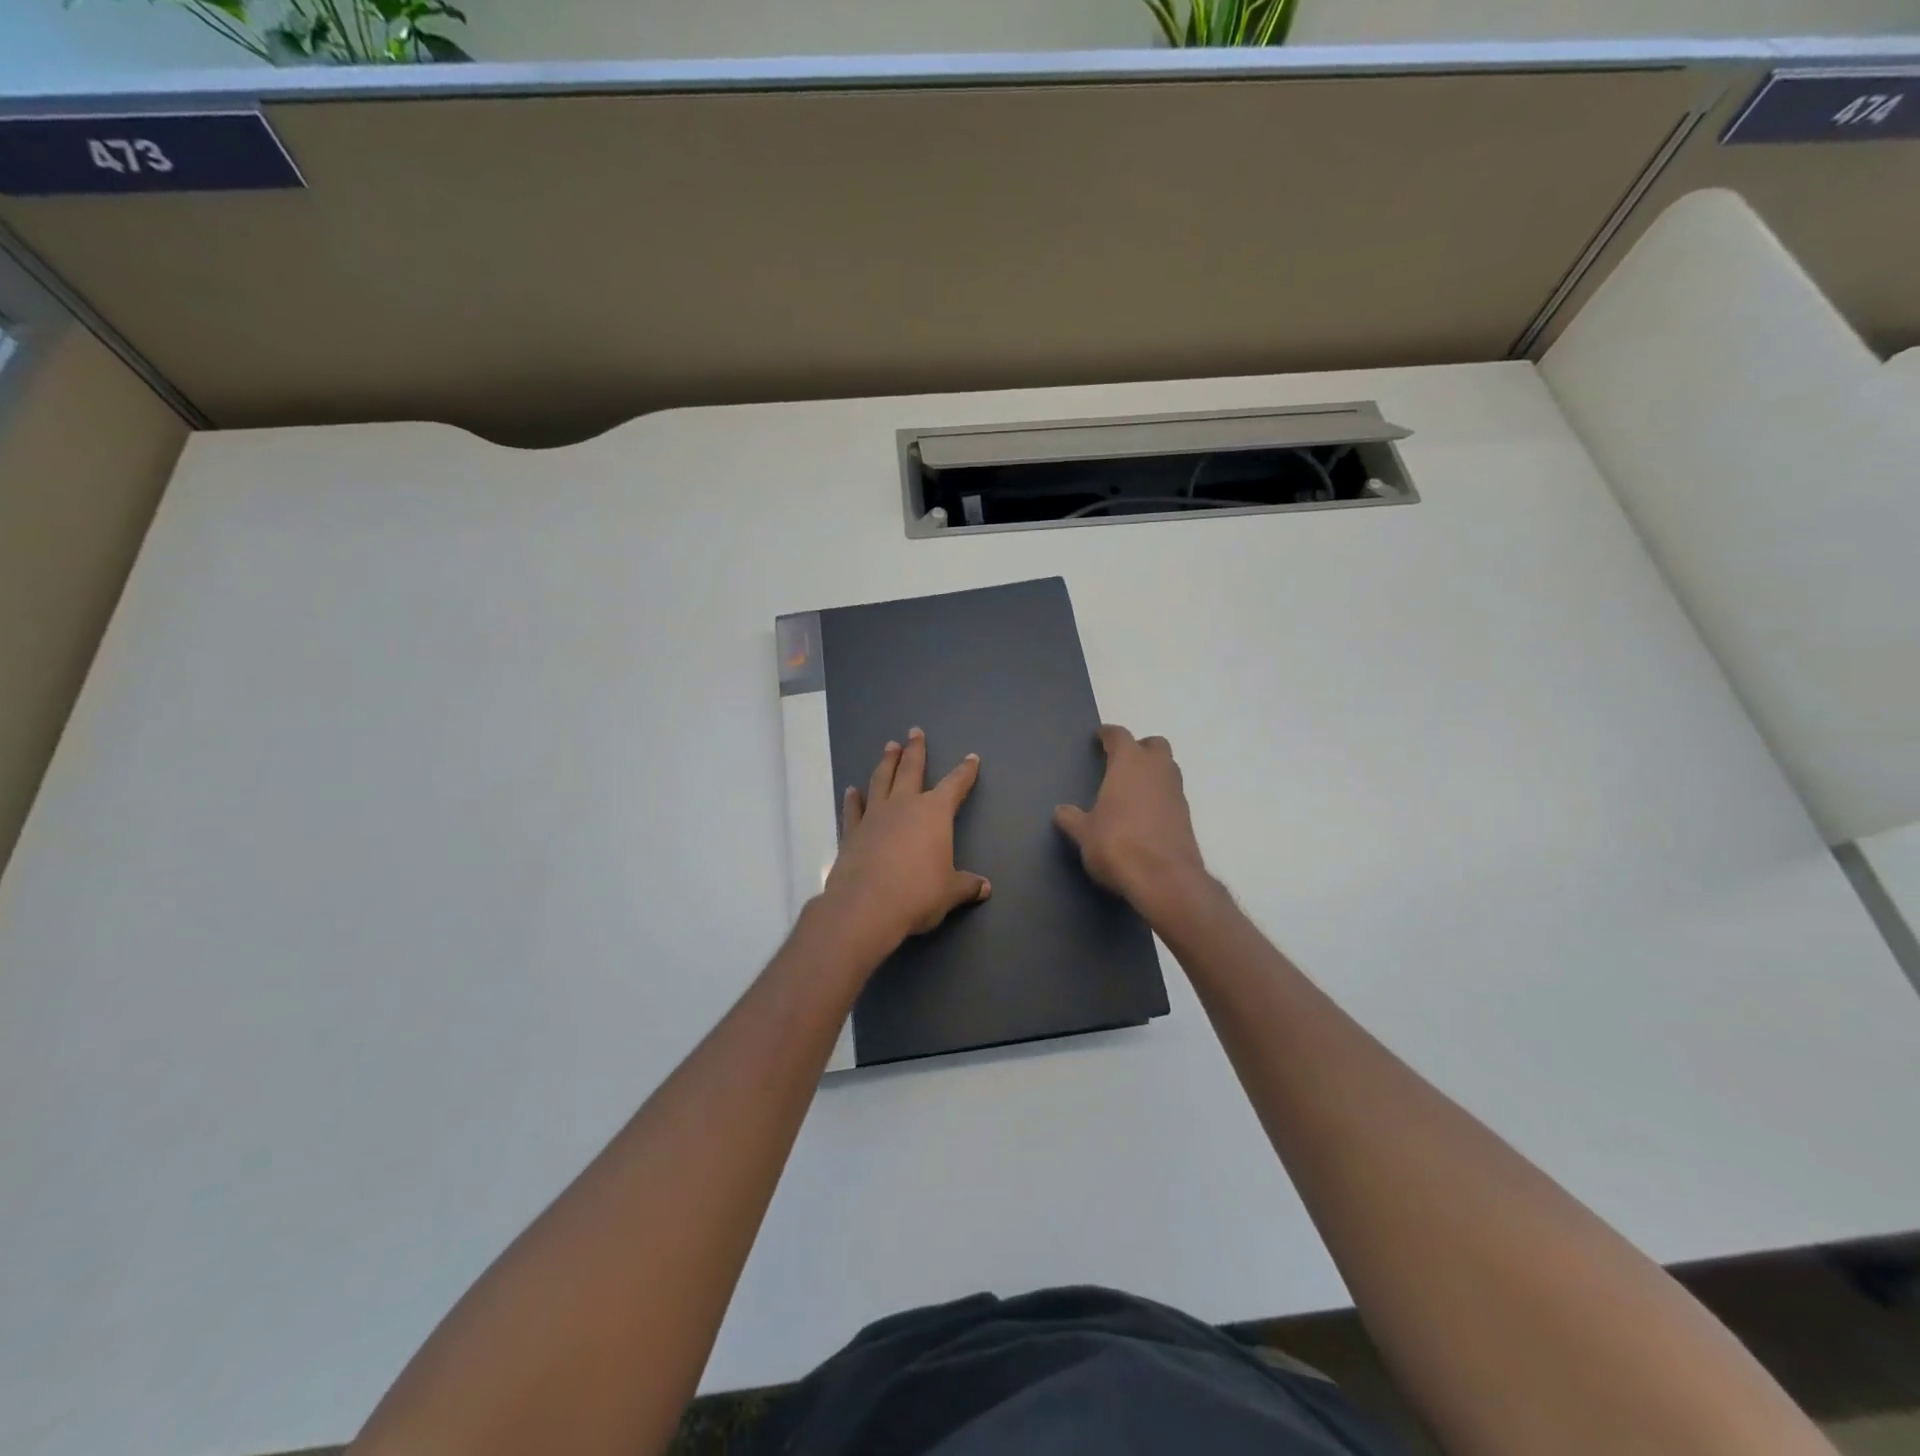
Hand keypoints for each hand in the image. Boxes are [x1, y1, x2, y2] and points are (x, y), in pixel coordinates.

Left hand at [818, 728, 990, 958]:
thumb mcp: (950, 892)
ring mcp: (874, 816)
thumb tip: (985, 887)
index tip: (971, 758)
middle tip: (914, 731)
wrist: (866, 906)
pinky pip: (853, 809)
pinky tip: (852, 790)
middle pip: (911, 769)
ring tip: (888, 747)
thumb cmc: (918, 894)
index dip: (965, 772)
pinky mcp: (851, 833)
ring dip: (886, 763)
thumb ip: (966, 885)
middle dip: (915, 750)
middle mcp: (904, 805)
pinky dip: (853, 799)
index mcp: (934, 813)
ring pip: (881, 780)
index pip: (954, 785)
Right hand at [1054, 725, 1208, 909]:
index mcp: (1129, 763)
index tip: (1100, 737)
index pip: (1120, 736)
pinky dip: (1160, 797)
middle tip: (1121, 762)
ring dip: (1153, 772)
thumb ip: (1072, 818)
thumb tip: (1061, 811)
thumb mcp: (1084, 833)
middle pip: (1154, 745)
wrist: (1164, 879)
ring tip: (1132, 789)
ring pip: (1168, 769)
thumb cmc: (1116, 844)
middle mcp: (1157, 770)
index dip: (1108, 734)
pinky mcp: (1187, 817)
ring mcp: (1176, 792)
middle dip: (1140, 748)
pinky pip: (1172, 795)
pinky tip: (1145, 815)